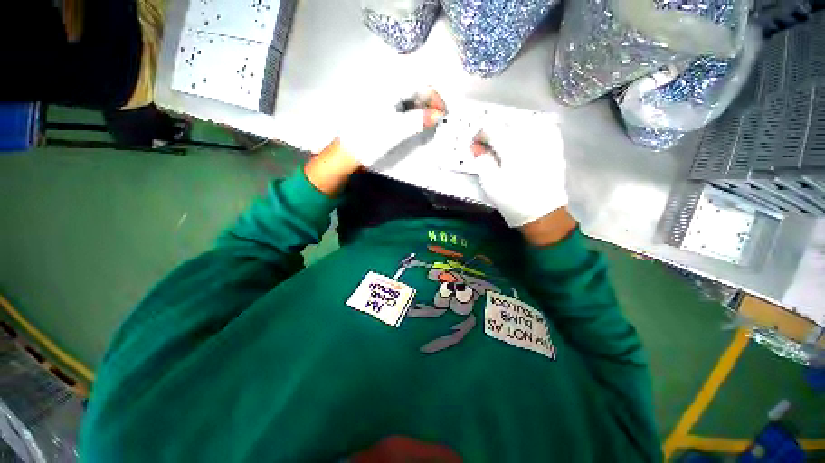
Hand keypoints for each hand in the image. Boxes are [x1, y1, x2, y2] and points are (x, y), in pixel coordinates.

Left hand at [337, 89, 444, 167]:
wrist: (348, 152)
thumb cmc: (370, 140)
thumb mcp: (397, 130)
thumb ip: (419, 120)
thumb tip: (438, 115)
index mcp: (388, 88)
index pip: (419, 84)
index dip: (434, 97)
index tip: (442, 113)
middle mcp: (384, 87)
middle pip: (413, 89)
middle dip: (428, 103)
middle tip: (435, 120)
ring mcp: (380, 98)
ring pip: (407, 97)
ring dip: (420, 109)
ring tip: (426, 124)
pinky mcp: (379, 107)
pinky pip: (400, 105)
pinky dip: (410, 113)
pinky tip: (413, 123)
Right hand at [471, 118, 569, 230]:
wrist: (543, 214)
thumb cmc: (513, 201)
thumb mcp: (491, 184)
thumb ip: (482, 162)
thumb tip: (477, 147)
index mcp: (511, 147)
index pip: (491, 127)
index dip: (479, 134)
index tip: (475, 146)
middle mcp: (530, 139)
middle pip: (509, 121)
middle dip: (494, 130)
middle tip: (488, 145)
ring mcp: (545, 142)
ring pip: (528, 121)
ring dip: (513, 127)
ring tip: (507, 140)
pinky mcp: (555, 149)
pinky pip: (546, 128)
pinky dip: (534, 128)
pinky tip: (528, 137)